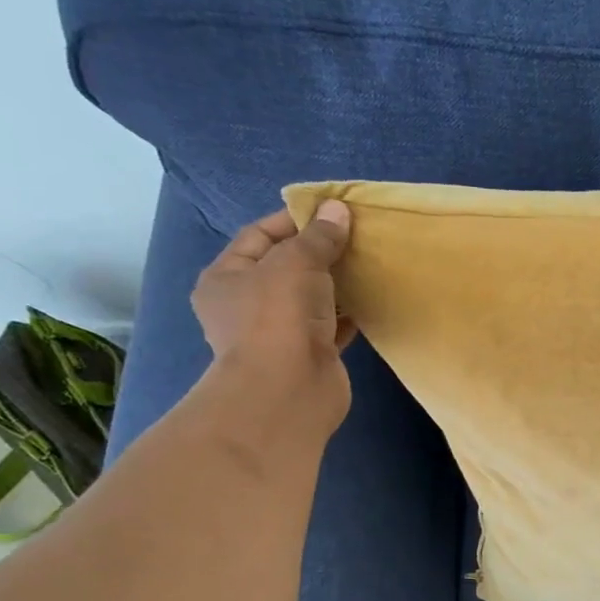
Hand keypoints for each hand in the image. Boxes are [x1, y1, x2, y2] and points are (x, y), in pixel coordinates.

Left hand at [191, 200, 356, 431]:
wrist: (289, 391)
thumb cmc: (278, 318)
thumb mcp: (296, 262)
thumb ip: (318, 236)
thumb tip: (338, 209)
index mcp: (226, 277)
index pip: (259, 235)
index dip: (294, 219)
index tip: (331, 212)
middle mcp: (248, 305)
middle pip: (286, 267)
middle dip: (319, 251)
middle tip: (356, 236)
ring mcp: (279, 333)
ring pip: (312, 298)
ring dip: (337, 283)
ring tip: (369, 264)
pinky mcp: (310, 354)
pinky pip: (332, 325)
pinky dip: (350, 313)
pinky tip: (372, 298)